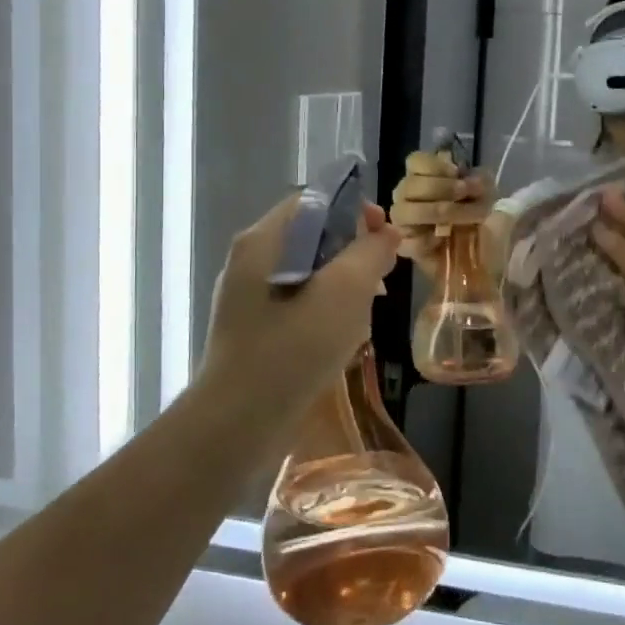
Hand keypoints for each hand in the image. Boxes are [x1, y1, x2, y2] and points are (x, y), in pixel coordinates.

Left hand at [198, 195, 401, 420]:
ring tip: (368, 311)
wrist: (237, 423)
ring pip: (308, 272)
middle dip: (354, 251)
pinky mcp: (254, 329)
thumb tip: (387, 233)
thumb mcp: (345, 292)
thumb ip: (371, 253)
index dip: (355, 209)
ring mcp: (248, 297)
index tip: (386, 235)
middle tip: (383, 278)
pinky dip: (325, 309)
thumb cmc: (293, 348)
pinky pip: (297, 302)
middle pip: (312, 235)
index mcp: (263, 240)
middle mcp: (250, 261)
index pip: (313, 200)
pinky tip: (344, 337)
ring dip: (344, 283)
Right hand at [388, 150, 496, 273]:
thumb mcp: (489, 194)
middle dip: (441, 188)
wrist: (488, 258)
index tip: (458, 173)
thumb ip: (477, 178)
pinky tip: (442, 240)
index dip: (435, 166)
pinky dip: (426, 239)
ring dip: (436, 211)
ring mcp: (404, 223)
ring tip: (461, 219)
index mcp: (425, 178)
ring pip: (402, 211)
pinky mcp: (407, 248)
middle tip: (465, 194)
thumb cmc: (484, 220)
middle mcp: (408, 197)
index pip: (415, 161)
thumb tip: (465, 177)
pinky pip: (408, 241)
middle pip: (408, 184)